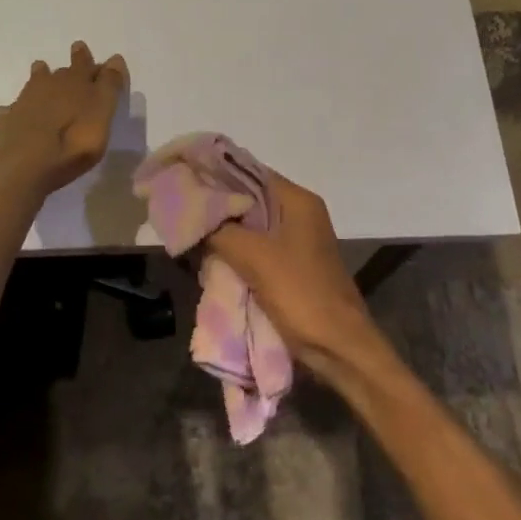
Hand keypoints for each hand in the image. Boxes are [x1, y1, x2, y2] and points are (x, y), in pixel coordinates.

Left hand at [0, 42, 128, 195]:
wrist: (24, 166)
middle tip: (67, 64)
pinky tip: (13, 112)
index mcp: (74, 82)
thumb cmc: (73, 141)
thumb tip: (115, 58)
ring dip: (39, 79)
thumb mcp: (102, 113)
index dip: (85, 57)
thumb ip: (109, 85)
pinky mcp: (8, 123)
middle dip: (66, 69)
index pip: (83, 64)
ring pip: (34, 85)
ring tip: (41, 72)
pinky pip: (13, 110)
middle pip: (59, 73)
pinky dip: (16, 109)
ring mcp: (25, 104)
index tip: (81, 47)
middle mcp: (48, 86)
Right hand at [206, 172, 382, 383]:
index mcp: (298, 201)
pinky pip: (258, 249)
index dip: (217, 175)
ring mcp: (298, 241)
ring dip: (225, 232)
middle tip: (182, 210)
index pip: (250, 172)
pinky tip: (210, 258)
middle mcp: (300, 213)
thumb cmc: (300, 293)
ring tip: (190, 233)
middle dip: (218, 207)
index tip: (185, 180)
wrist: (338, 347)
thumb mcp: (255, 257)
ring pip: (252, 226)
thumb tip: (192, 215)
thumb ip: (221, 231)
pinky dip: (237, 252)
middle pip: (250, 199)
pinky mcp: (293, 266)